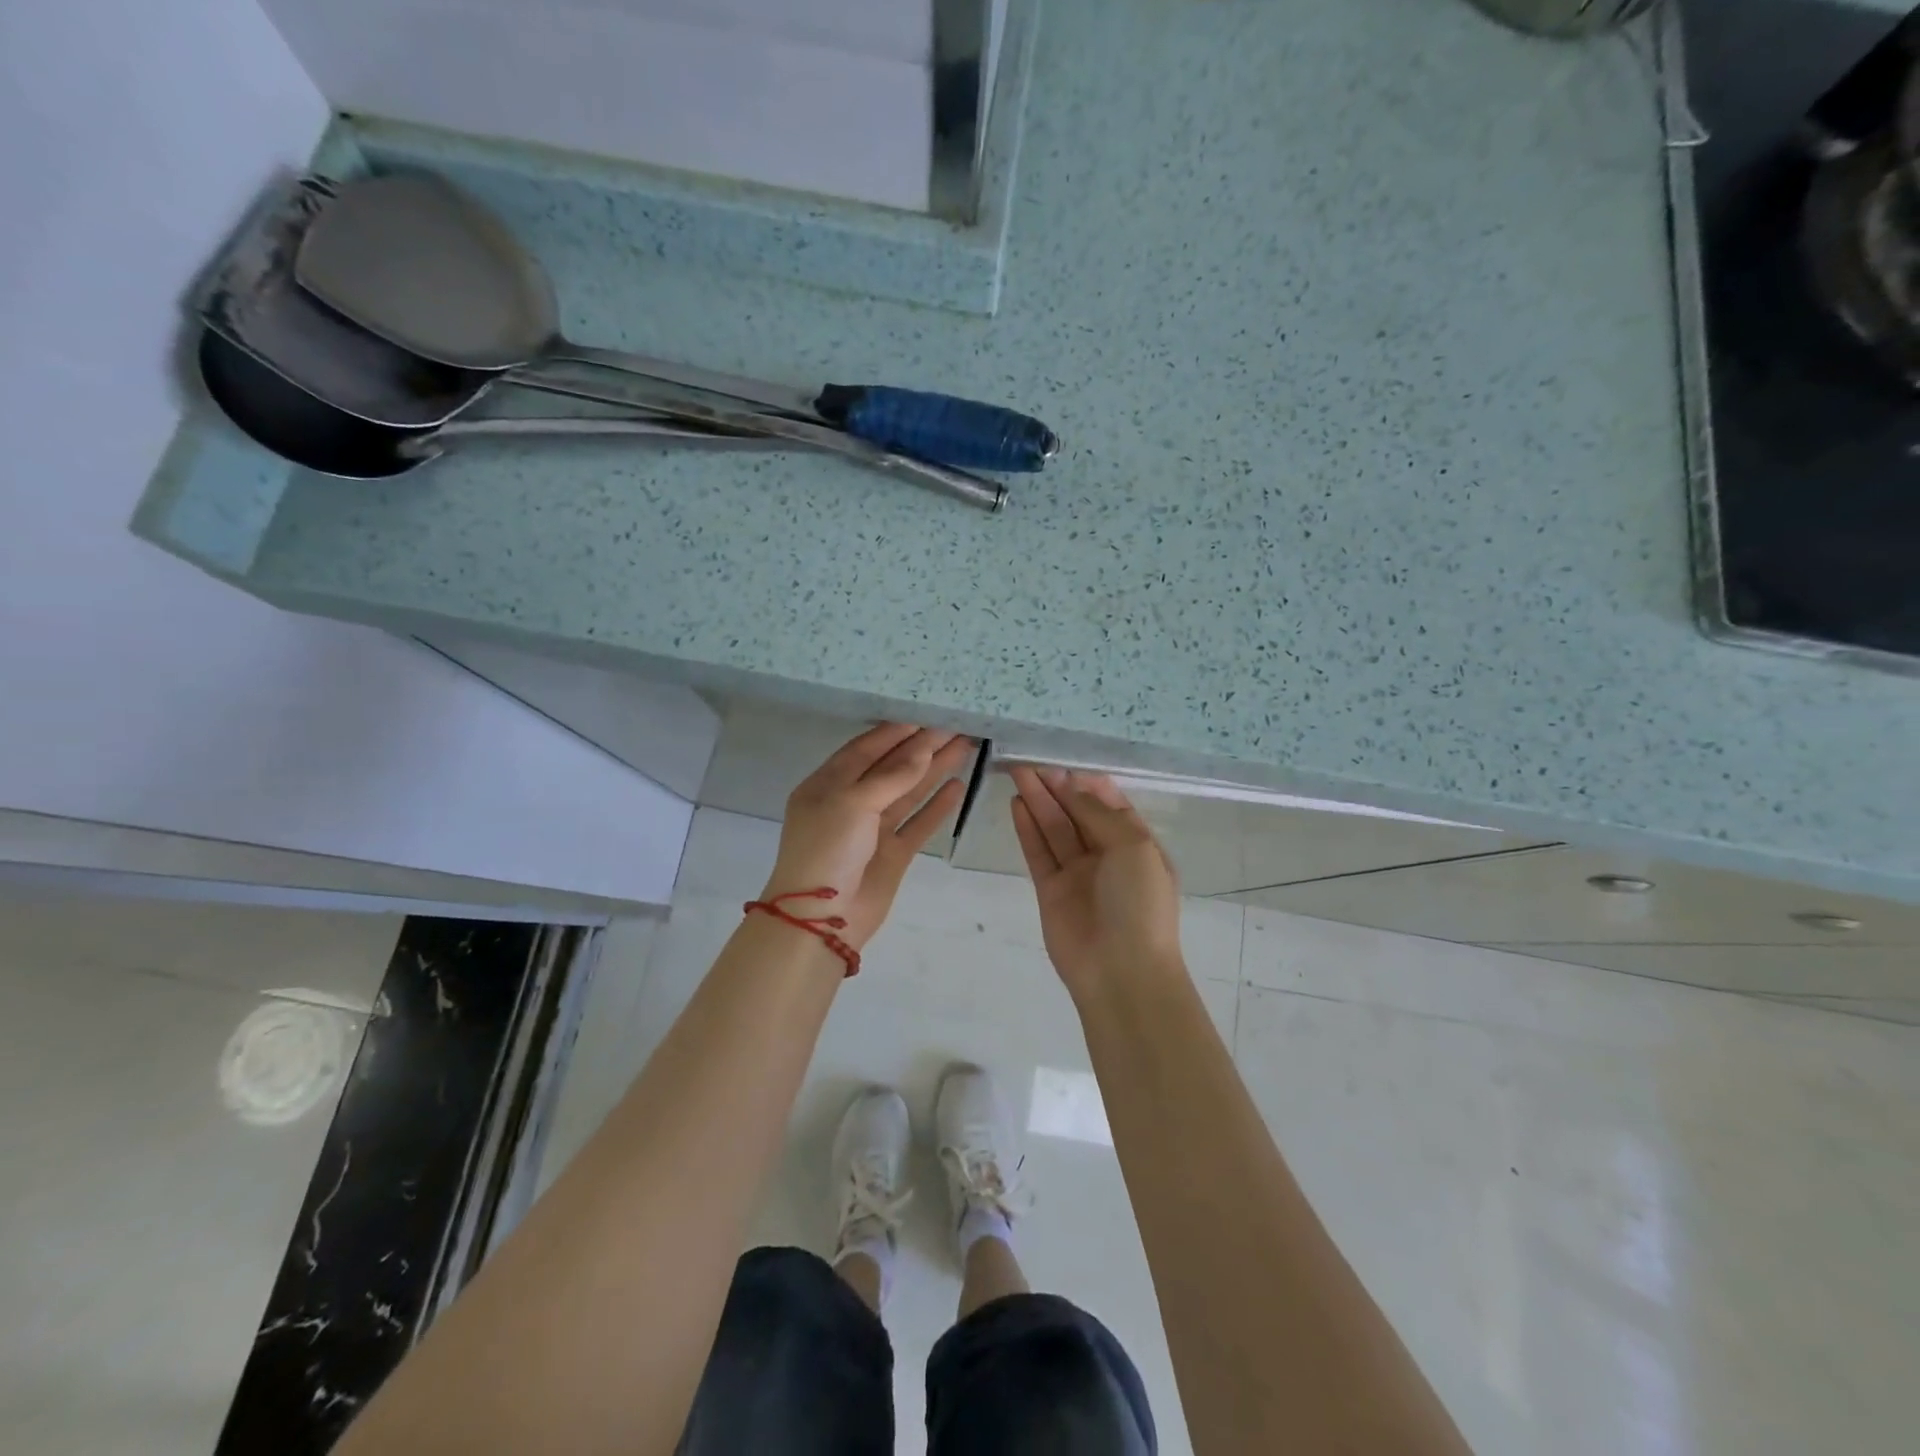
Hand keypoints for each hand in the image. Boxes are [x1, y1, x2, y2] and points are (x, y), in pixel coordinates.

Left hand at [764, 724, 973, 948]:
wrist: (820, 921)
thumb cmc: (826, 850)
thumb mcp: (852, 803)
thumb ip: (891, 776)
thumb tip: (923, 749)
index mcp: (827, 785)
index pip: (865, 749)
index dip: (896, 732)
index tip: (927, 715)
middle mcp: (850, 803)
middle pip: (891, 768)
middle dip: (922, 747)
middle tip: (955, 726)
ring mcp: (873, 830)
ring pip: (908, 793)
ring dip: (934, 770)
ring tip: (965, 746)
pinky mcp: (893, 854)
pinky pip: (918, 824)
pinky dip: (937, 806)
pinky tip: (958, 786)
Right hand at [1010, 767, 1183, 997]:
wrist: (1121, 971)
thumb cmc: (1139, 904)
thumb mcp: (1133, 847)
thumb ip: (1099, 814)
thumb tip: (1073, 788)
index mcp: (1137, 845)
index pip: (1110, 805)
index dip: (1087, 783)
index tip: (1064, 763)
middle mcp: (1107, 856)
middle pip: (1078, 813)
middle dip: (1057, 788)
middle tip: (1032, 763)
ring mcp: (1077, 874)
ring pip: (1055, 829)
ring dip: (1038, 801)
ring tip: (1018, 773)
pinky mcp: (1050, 891)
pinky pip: (1038, 852)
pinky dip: (1028, 828)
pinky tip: (1016, 804)